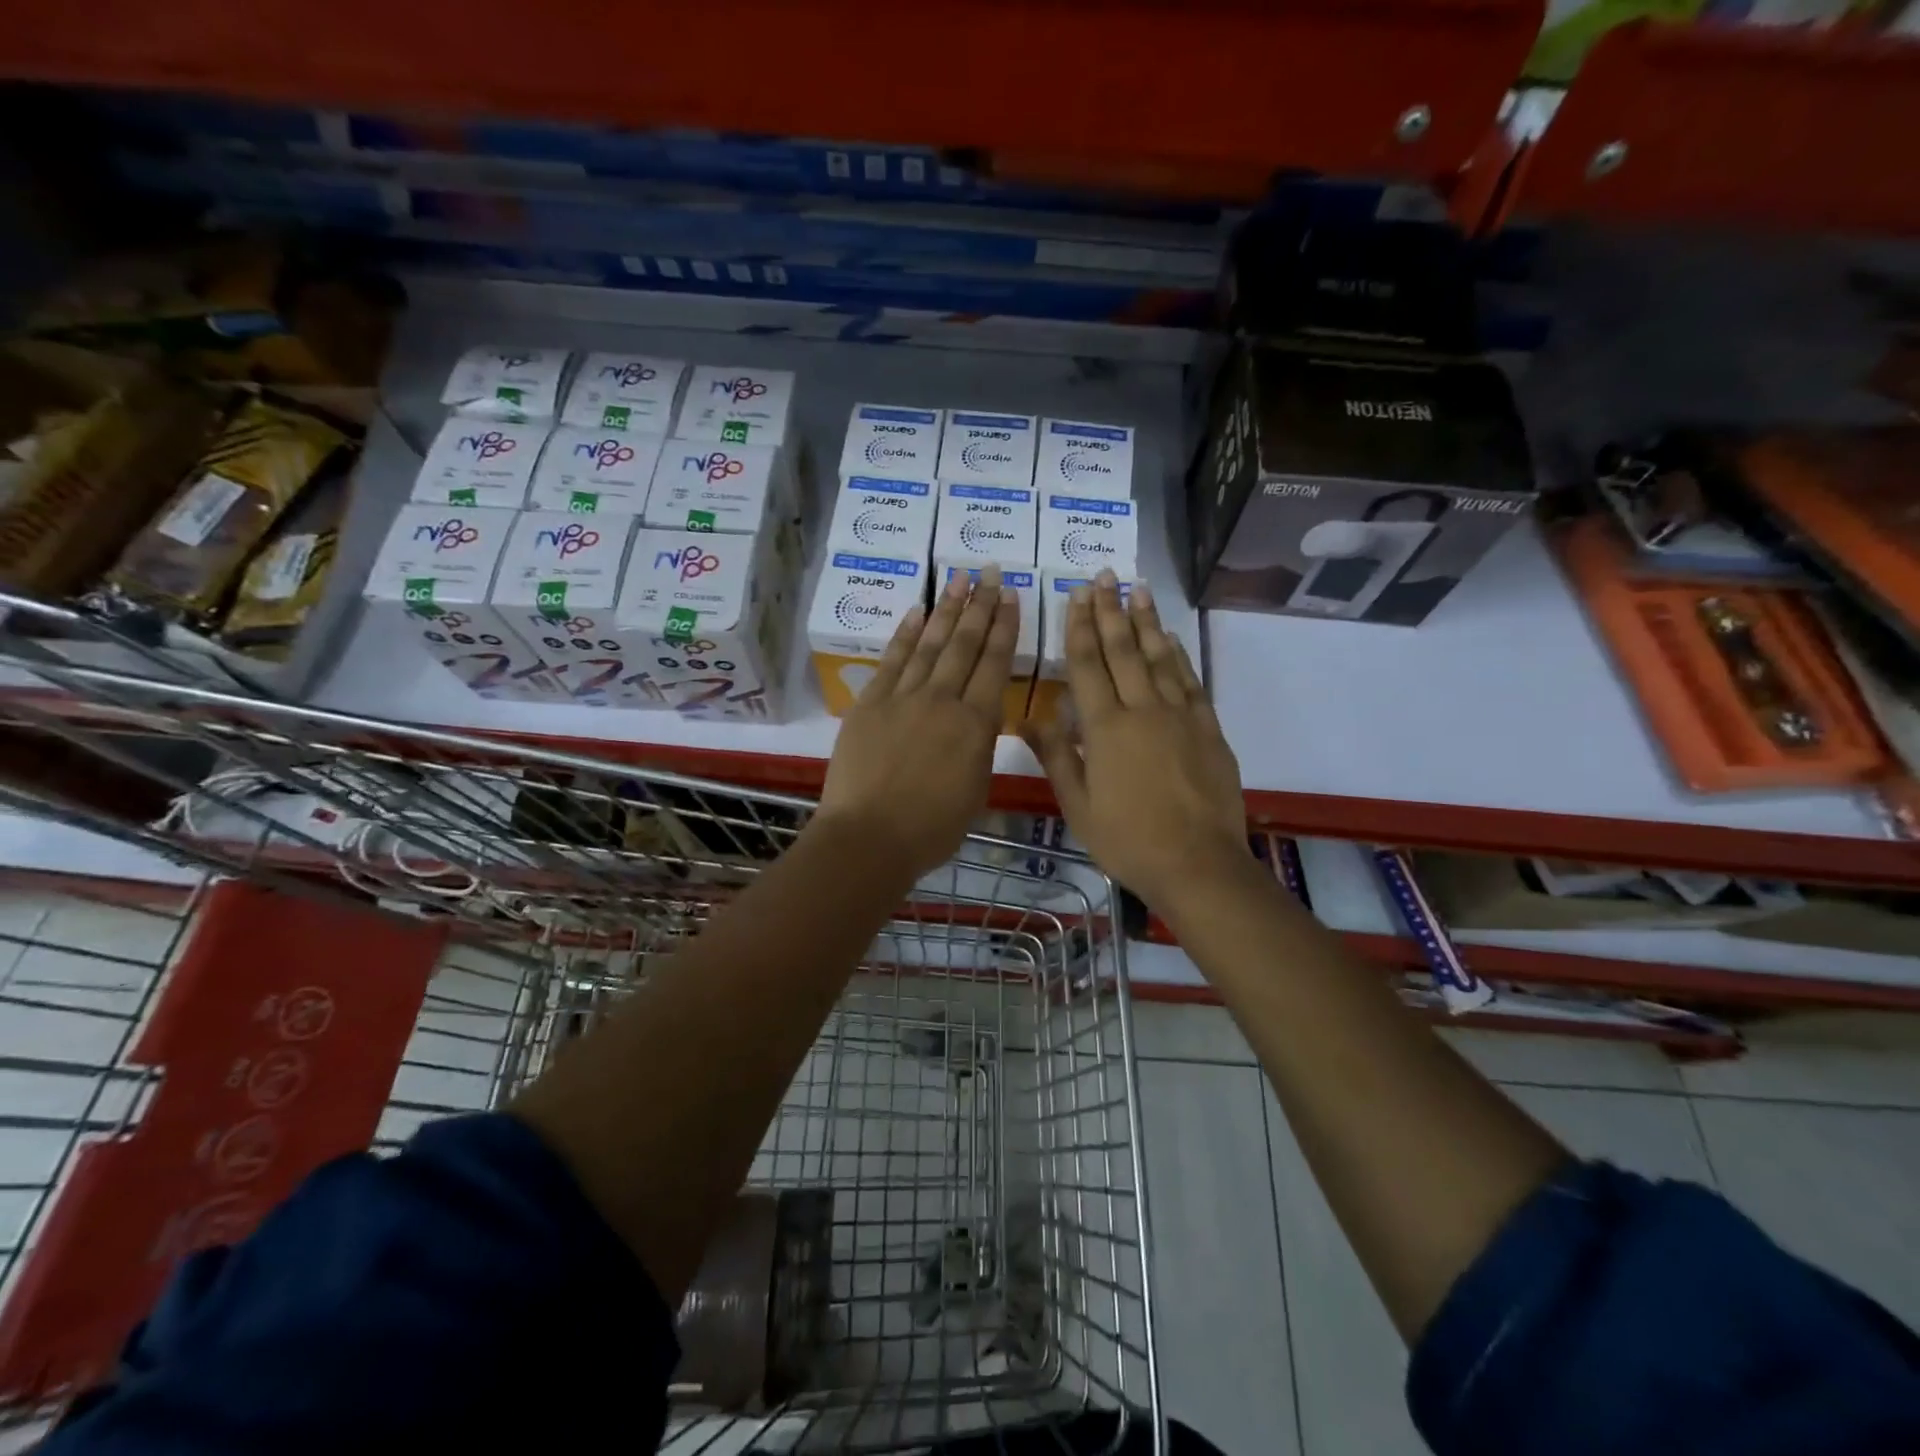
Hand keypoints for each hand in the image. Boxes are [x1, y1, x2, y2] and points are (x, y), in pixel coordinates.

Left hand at [815, 564, 1017, 880]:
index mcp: (976, 724)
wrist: (870, 836)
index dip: (1005, 628)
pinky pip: (892, 661)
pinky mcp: (870, 703)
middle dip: (981, 605)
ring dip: (947, 610)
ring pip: (930, 644)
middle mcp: (943, 700)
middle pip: (965, 644)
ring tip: (959, 579)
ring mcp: (903, 697)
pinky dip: (904, 634)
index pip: (995, 664)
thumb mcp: (976, 789)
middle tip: (991, 572)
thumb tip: (977, 722)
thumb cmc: (932, 827)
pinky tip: (916, 611)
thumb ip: (979, 747)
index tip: (1012, 597)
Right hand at [1020, 570, 1249, 912]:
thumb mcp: (1077, 805)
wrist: (1197, 863)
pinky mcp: (1207, 729)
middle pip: (1123, 650)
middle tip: (1104, 576)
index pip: (1087, 665)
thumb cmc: (1127, 839)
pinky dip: (1179, 656)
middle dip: (1110, 611)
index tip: (1076, 595)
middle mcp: (1142, 710)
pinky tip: (1171, 639)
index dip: (1079, 627)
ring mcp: (1180, 716)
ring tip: (1138, 589)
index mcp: (1105, 728)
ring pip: (1160, 657)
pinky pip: (1190, 681)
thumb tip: (1029, 718)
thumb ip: (1056, 756)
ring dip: (1146, 621)